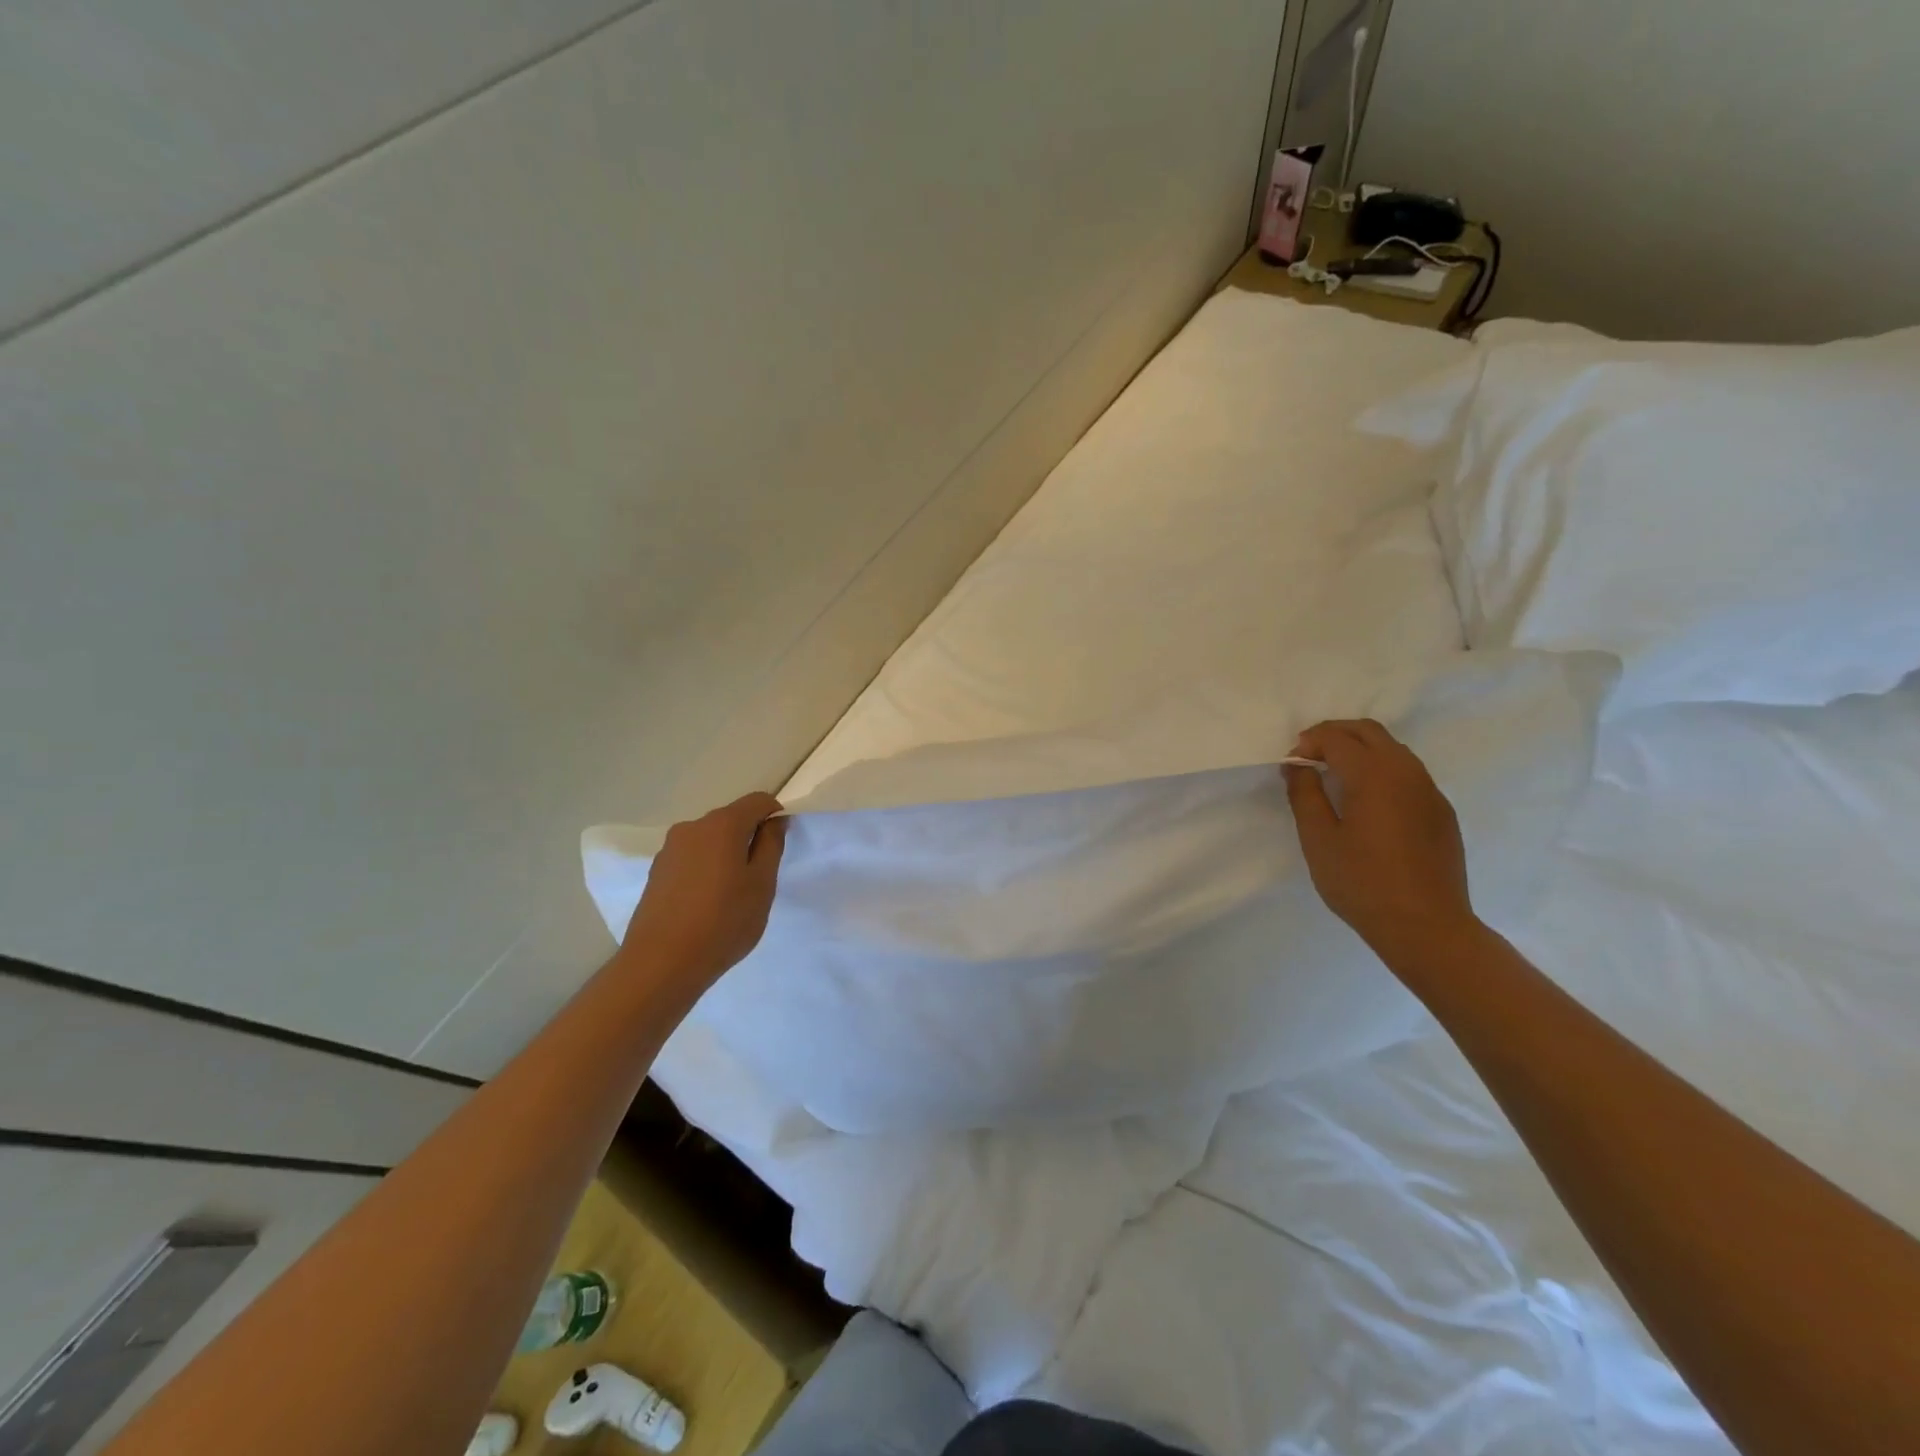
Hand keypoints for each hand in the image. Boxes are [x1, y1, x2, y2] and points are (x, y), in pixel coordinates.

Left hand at [622, 792, 787, 990]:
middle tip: (759, 877)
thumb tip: (774, 821)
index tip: (780, 846)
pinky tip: (706, 903)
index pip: (758, 801)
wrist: (661, 964)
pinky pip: (691, 858)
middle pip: (731, 819)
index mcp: (722, 824)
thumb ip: (771, 845)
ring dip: (726, 855)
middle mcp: (692, 827)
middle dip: (749, 837)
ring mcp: (669, 849)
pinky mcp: (656, 871)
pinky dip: (705, 869)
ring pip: (710, 840)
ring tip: (731, 894)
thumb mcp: (762, 884)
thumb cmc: (723, 922)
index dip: (775, 816)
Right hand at [1283, 719, 1477, 959]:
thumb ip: (1305, 795)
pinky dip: (1381, 769)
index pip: (1337, 738)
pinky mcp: (1441, 811)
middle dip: (1335, 734)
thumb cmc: (1362, 883)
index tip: (1292, 765)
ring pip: (1393, 749)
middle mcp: (1407, 772)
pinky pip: (1409, 773)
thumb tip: (1298, 766)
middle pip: (1369, 732)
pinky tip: (1367, 801)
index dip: (1309, 743)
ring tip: (1335, 775)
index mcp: (1373, 775)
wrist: (1426, 927)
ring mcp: (1429, 791)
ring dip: (1360, 750)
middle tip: (1310, 756)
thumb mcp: (1318, 840)